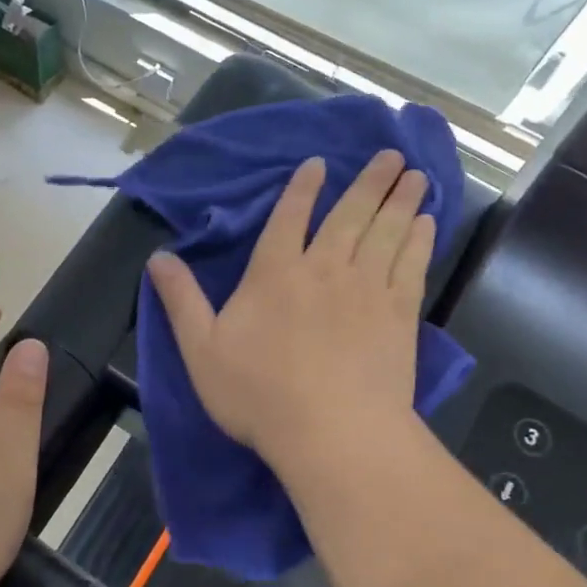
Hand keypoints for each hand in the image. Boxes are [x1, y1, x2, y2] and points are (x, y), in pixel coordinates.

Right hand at [147, 150, 432, 471]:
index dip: (303, 188)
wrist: (333, 432)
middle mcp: (324, 268)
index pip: (288, 217)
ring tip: (415, 176)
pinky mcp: (399, 314)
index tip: (319, 163)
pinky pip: (411, 265)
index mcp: (275, 273)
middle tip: (391, 154)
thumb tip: (158, 257)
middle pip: (350, 215)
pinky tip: (428, 225)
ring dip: (401, 201)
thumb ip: (181, 300)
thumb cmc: (259, 394)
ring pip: (386, 232)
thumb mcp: (202, 349)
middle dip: (369, 182)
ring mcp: (366, 289)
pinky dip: (419, 241)